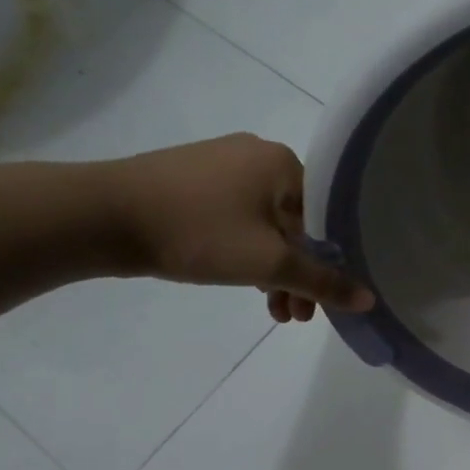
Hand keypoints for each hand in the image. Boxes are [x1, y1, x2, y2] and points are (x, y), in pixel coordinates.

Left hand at [101, 134, 373, 321]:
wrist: (100, 216)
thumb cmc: (198, 233)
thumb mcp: (269, 264)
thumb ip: (322, 282)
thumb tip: (369, 299)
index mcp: (283, 162)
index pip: (327, 217)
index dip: (330, 264)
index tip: (323, 301)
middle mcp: (257, 154)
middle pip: (297, 224)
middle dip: (298, 274)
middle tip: (295, 316)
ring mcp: (221, 163)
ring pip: (266, 225)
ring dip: (272, 270)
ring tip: (272, 311)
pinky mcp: (192, 179)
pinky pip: (237, 218)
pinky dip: (245, 251)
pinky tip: (241, 281)